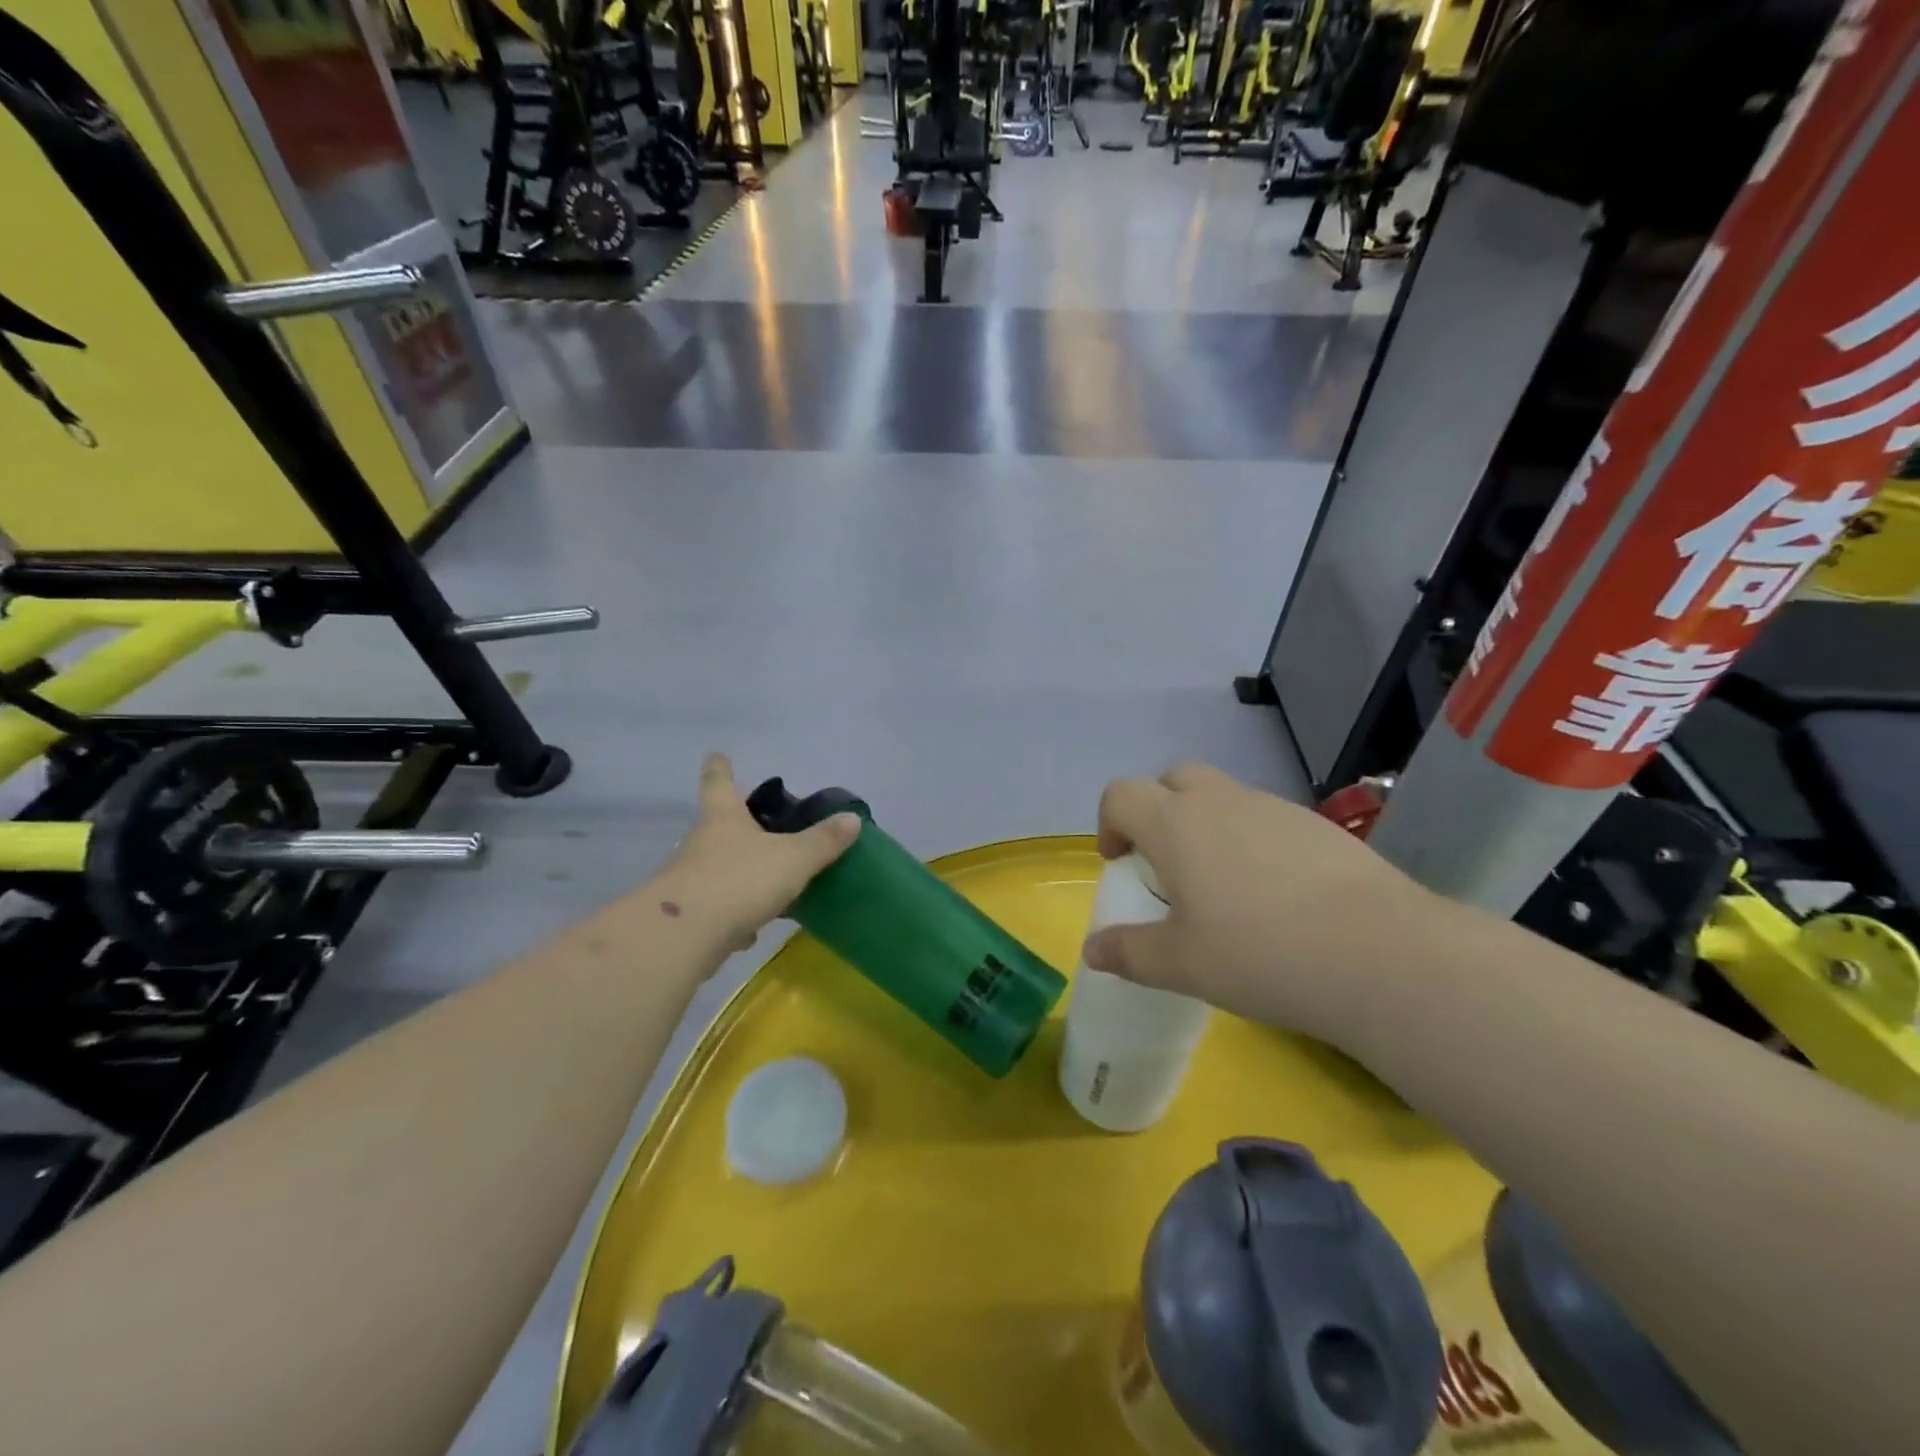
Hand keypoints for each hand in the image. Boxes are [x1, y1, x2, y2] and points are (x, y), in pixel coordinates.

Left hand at [652, 754, 860, 946]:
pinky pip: (712, 908)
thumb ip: (823, 842)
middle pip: (717, 827)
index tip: (716, 755)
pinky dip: (730, 915)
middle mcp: (700, 843)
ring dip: (737, 875)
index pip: (719, 783)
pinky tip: (747, 932)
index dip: (720, 768)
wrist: (684, 936)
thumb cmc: (741, 880)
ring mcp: (687, 879)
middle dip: (736, 827)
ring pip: (715, 869)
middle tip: (761, 829)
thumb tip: (852, 818)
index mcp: (724, 819)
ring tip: (766, 889)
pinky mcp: (683, 916)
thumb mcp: (793, 859)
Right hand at [1082, 762, 1433, 1051]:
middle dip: (1159, 810)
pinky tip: (1279, 896)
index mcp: (1176, 824)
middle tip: (1169, 865)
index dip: (1110, 823)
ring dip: (1208, 825)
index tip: (1121, 864)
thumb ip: (1129, 953)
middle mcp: (1221, 801)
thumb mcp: (1181, 965)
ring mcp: (1274, 808)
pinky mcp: (1319, 826)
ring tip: (1226, 889)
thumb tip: (1092, 951)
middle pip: (1173, 778)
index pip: (1121, 794)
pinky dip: (1254, 841)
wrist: (1381, 954)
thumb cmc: (1260, 954)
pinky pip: (1267, 819)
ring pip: (1223, 796)